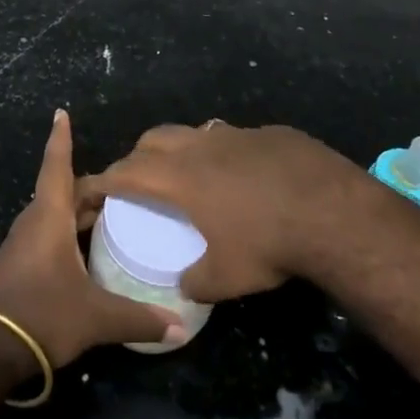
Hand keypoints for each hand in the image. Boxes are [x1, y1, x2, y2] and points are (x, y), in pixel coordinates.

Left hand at [0, 110, 183, 366]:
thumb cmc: (41, 314)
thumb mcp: (95, 316)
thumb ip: (138, 319)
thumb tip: (180, 326)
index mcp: (49, 217)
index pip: (57, 166)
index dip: (61, 140)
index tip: (60, 113)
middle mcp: (34, 222)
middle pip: (62, 191)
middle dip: (90, 186)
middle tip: (122, 186)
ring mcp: (22, 245)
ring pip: (53, 214)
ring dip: (78, 210)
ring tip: (110, 214)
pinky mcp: (18, 266)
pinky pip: (46, 234)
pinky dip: (67, 231)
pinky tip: (86, 250)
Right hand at [75, 122, 370, 302]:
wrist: (331, 209)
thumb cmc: (267, 242)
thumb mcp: (225, 277)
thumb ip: (195, 281)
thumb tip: (185, 286)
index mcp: (180, 177)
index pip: (126, 172)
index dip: (102, 180)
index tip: (88, 190)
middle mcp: (201, 147)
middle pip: (154, 138)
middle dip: (138, 156)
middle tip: (139, 181)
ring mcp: (237, 134)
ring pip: (194, 132)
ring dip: (182, 149)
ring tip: (190, 175)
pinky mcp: (270, 133)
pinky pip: (234, 137)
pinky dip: (225, 153)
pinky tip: (244, 176)